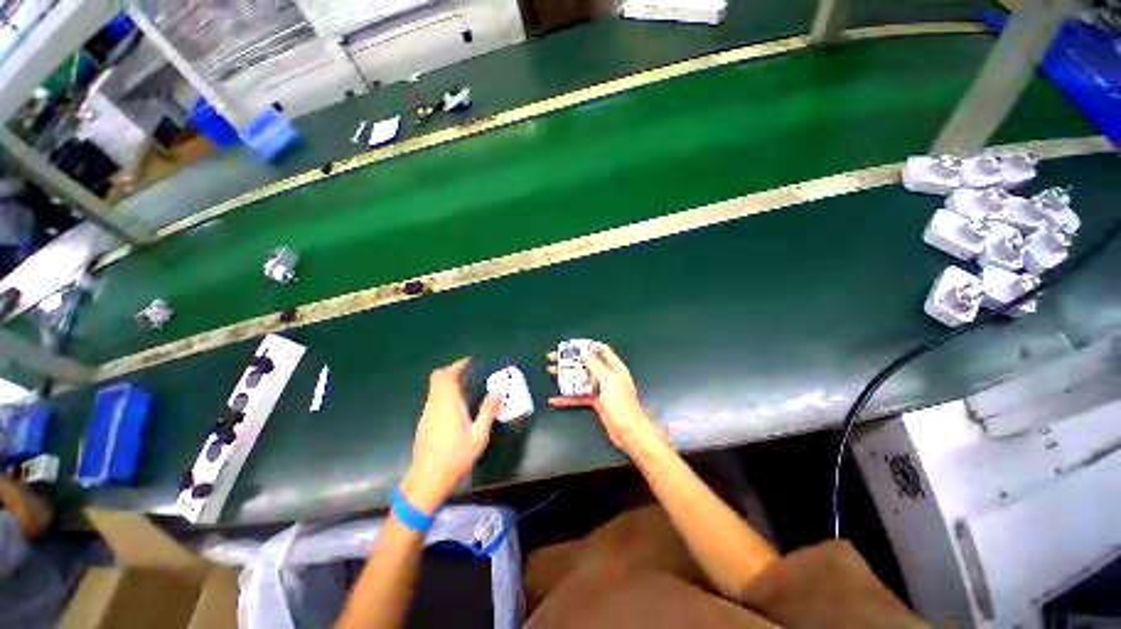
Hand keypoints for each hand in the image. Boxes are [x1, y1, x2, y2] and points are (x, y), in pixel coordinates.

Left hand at [402, 358, 499, 512]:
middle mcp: (435, 404)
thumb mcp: (479, 436)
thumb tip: (497, 393)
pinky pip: (434, 398)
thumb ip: (488, 412)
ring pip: (434, 388)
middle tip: (468, 372)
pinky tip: (456, 406)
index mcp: (448, 404)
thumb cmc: (456, 457)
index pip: (448, 375)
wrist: (427, 480)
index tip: (470, 361)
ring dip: (448, 382)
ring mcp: (427, 413)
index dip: (458, 365)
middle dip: (452, 370)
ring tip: (466, 387)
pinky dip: (444, 393)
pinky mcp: (425, 422)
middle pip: (438, 378)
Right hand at [549, 342, 659, 450]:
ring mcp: (601, 389)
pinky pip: (579, 396)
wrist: (630, 433)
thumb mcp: (609, 382)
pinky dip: (567, 397)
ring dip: (567, 375)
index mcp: (614, 368)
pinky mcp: (596, 402)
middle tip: (555, 357)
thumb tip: (584, 352)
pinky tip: (556, 399)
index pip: (601, 350)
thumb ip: (596, 366)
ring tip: (552, 371)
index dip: (586, 346)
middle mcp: (607, 376)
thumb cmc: (623, 405)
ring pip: (581, 379)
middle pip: (587, 363)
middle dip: (571, 360)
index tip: (571, 345)